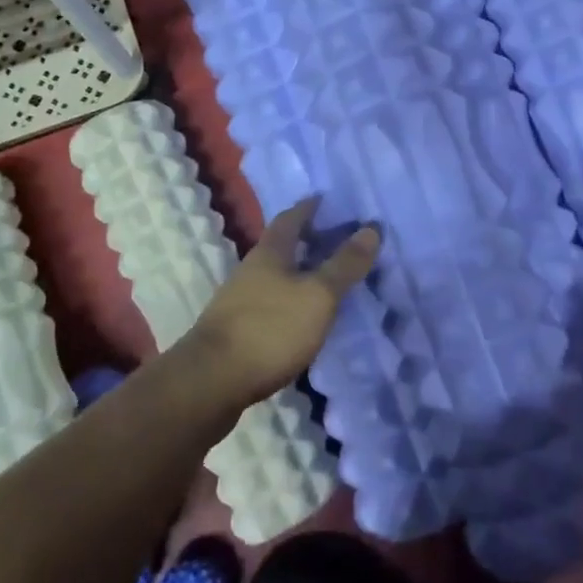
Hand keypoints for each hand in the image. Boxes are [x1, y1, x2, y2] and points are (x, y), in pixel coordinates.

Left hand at [182, 198, 379, 407]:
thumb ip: (345, 264)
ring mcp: (240, 300)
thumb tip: (372, 228)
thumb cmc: (270, 328)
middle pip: (283, 246)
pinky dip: (293, 301)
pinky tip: (307, 316)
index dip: (311, 207)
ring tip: (331, 279)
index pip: (292, 217)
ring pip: (277, 276)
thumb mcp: (318, 295)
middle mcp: (252, 269)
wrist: (211, 383)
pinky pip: (273, 303)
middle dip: (310, 240)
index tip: (330, 200)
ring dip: (302, 272)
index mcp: (270, 252)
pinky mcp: (238, 330)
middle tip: (342, 240)